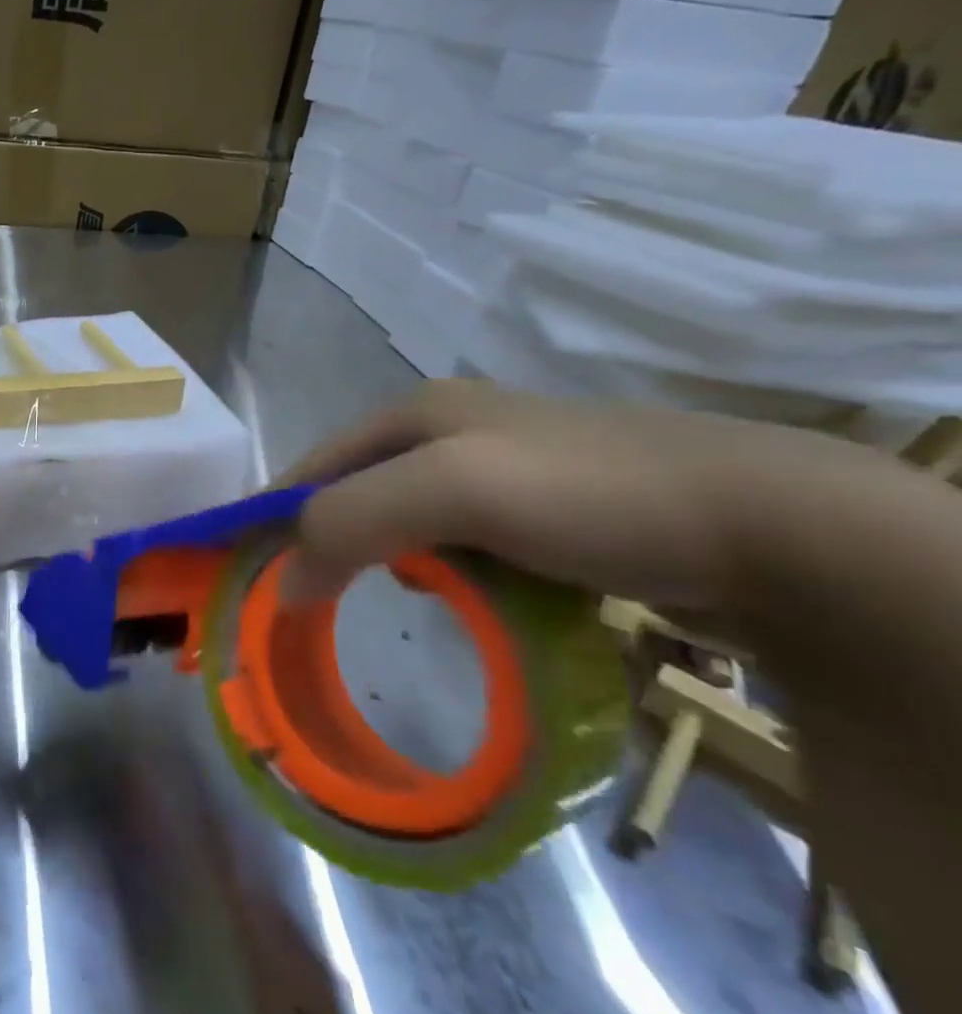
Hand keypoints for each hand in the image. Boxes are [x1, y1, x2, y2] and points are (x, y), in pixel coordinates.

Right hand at [280, 379, 892, 616]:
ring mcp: (502, 468)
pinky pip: (464, 541)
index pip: (315, 466)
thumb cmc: (582, 490)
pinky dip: (447, 572)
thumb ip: (351, 522)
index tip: (250, 570)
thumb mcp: (449, 490)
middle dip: (333, 540)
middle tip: (317, 598)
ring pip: (410, 519)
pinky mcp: (545, 507)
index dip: (277, 515)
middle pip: (359, 491)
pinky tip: (465, 596)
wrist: (762, 520)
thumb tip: (285, 582)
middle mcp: (450, 430)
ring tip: (393, 600)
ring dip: (390, 560)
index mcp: (416, 413)